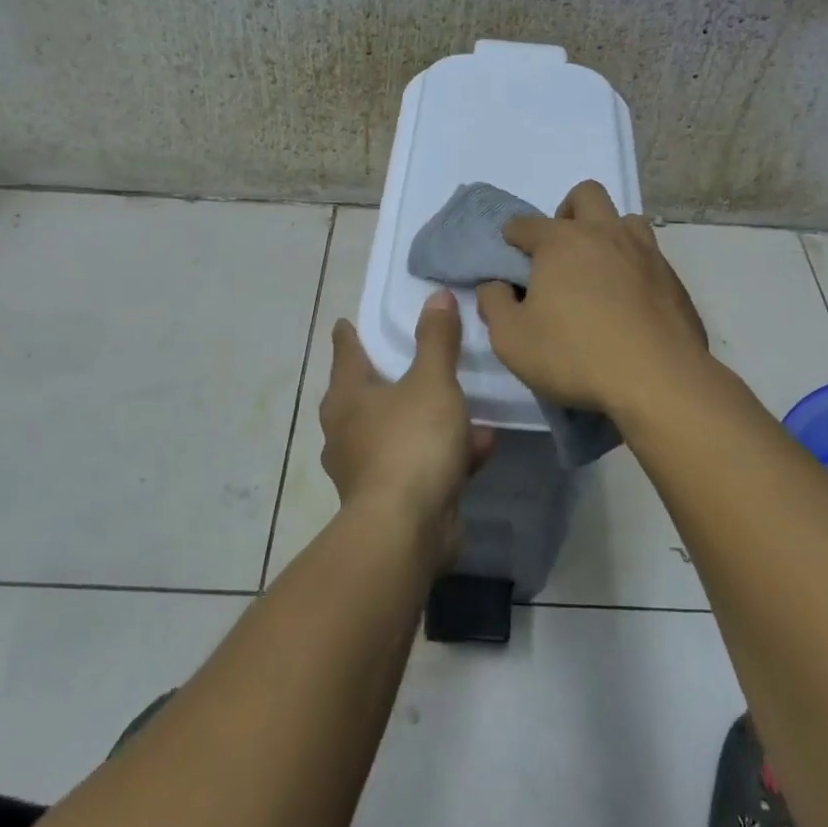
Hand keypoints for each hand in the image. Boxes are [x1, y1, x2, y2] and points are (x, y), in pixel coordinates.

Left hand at [320, 289, 494, 558]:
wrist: (406, 531)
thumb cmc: (411, 443)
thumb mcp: (432, 382)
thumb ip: (436, 339)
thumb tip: (436, 295)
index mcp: (347, 397)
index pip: (345, 353)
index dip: (348, 335)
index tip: (346, 323)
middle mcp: (347, 431)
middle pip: (366, 395)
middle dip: (386, 379)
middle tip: (405, 359)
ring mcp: (366, 469)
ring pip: (398, 432)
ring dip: (429, 419)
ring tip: (464, 407)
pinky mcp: (390, 500)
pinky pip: (420, 464)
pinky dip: (445, 454)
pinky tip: (482, 447)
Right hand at [475, 180, 708, 416]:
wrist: (658, 380)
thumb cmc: (574, 355)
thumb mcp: (512, 339)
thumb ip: (494, 305)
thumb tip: (495, 286)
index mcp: (561, 242)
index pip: (527, 224)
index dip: (513, 235)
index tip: (510, 252)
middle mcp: (605, 234)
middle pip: (586, 195)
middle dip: (567, 213)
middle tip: (559, 251)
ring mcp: (645, 253)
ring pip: (625, 220)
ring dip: (608, 234)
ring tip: (598, 271)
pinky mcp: (672, 279)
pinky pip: (649, 257)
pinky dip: (633, 268)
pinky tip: (628, 302)